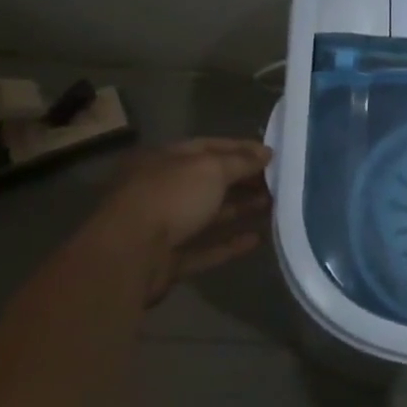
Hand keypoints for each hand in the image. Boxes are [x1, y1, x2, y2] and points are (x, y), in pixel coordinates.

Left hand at [93, 139, 271, 301]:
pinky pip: (204, 248)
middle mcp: (162, 189)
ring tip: (274, 206)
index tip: (272, 155)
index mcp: (164, 160)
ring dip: (240, 209)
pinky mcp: (169, 259)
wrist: (129, 255)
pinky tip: (256, 239)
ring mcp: (163, 226)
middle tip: (278, 182)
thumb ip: (240, 161)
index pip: (208, 147)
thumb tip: (266, 153)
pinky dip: (229, 244)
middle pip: (209, 182)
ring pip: (208, 215)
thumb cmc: (170, 198)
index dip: (241, 149)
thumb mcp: (210, 169)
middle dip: (243, 180)